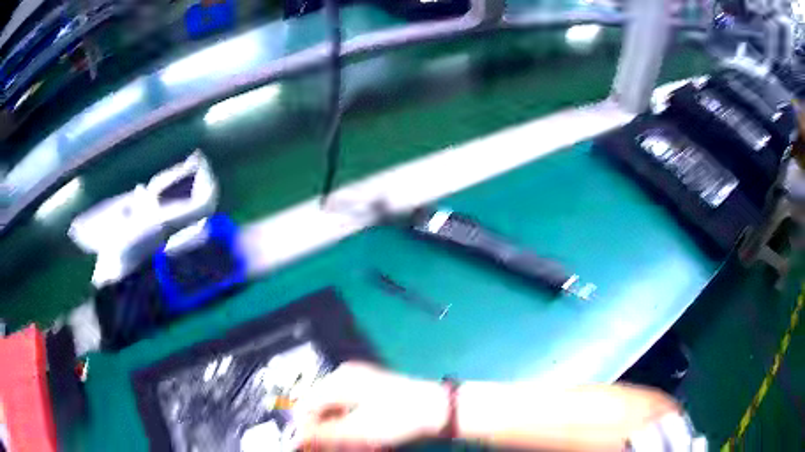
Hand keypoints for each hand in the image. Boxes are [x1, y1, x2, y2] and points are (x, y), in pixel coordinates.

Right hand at [294, 362, 447, 449]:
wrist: (439, 410)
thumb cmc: (397, 419)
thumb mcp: (357, 431)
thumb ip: (322, 435)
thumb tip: (295, 439)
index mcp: (339, 380)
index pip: (307, 405)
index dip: (304, 429)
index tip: (308, 447)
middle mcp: (346, 377)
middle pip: (322, 408)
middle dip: (324, 432)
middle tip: (331, 448)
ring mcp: (360, 383)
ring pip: (337, 412)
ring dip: (339, 433)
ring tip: (351, 447)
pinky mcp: (373, 392)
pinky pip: (351, 411)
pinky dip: (352, 428)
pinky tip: (362, 442)